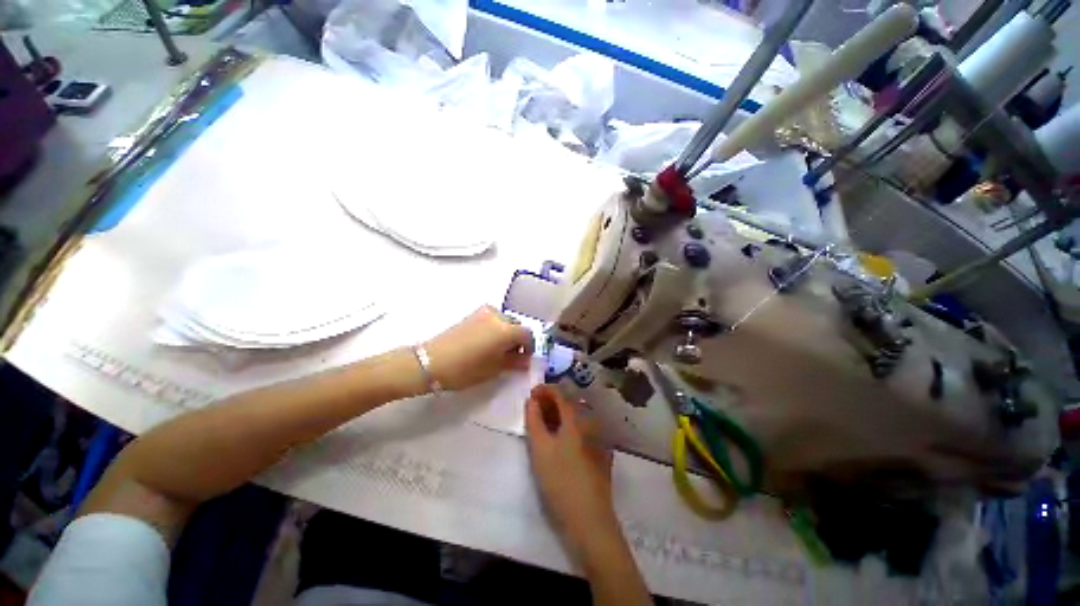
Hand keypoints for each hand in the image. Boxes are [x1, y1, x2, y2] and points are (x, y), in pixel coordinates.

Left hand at [423, 306, 534, 390]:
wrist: (431, 361)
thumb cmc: (466, 369)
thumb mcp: (494, 369)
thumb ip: (514, 362)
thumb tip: (525, 360)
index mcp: (506, 329)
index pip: (527, 334)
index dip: (529, 347)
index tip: (524, 359)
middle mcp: (498, 316)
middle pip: (516, 325)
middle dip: (517, 340)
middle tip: (511, 357)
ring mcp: (483, 313)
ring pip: (504, 322)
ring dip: (506, 334)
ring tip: (497, 351)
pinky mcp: (471, 315)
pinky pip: (492, 320)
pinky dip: (495, 329)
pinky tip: (486, 344)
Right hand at [525, 385, 617, 548]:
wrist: (589, 518)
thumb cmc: (560, 480)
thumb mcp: (540, 449)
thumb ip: (534, 420)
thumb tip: (532, 401)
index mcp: (576, 418)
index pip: (560, 393)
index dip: (544, 389)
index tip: (531, 395)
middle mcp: (590, 422)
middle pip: (570, 403)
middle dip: (551, 401)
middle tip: (534, 410)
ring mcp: (598, 437)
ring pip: (576, 417)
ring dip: (559, 415)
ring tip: (544, 424)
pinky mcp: (600, 452)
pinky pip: (582, 430)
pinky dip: (569, 427)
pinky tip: (560, 440)